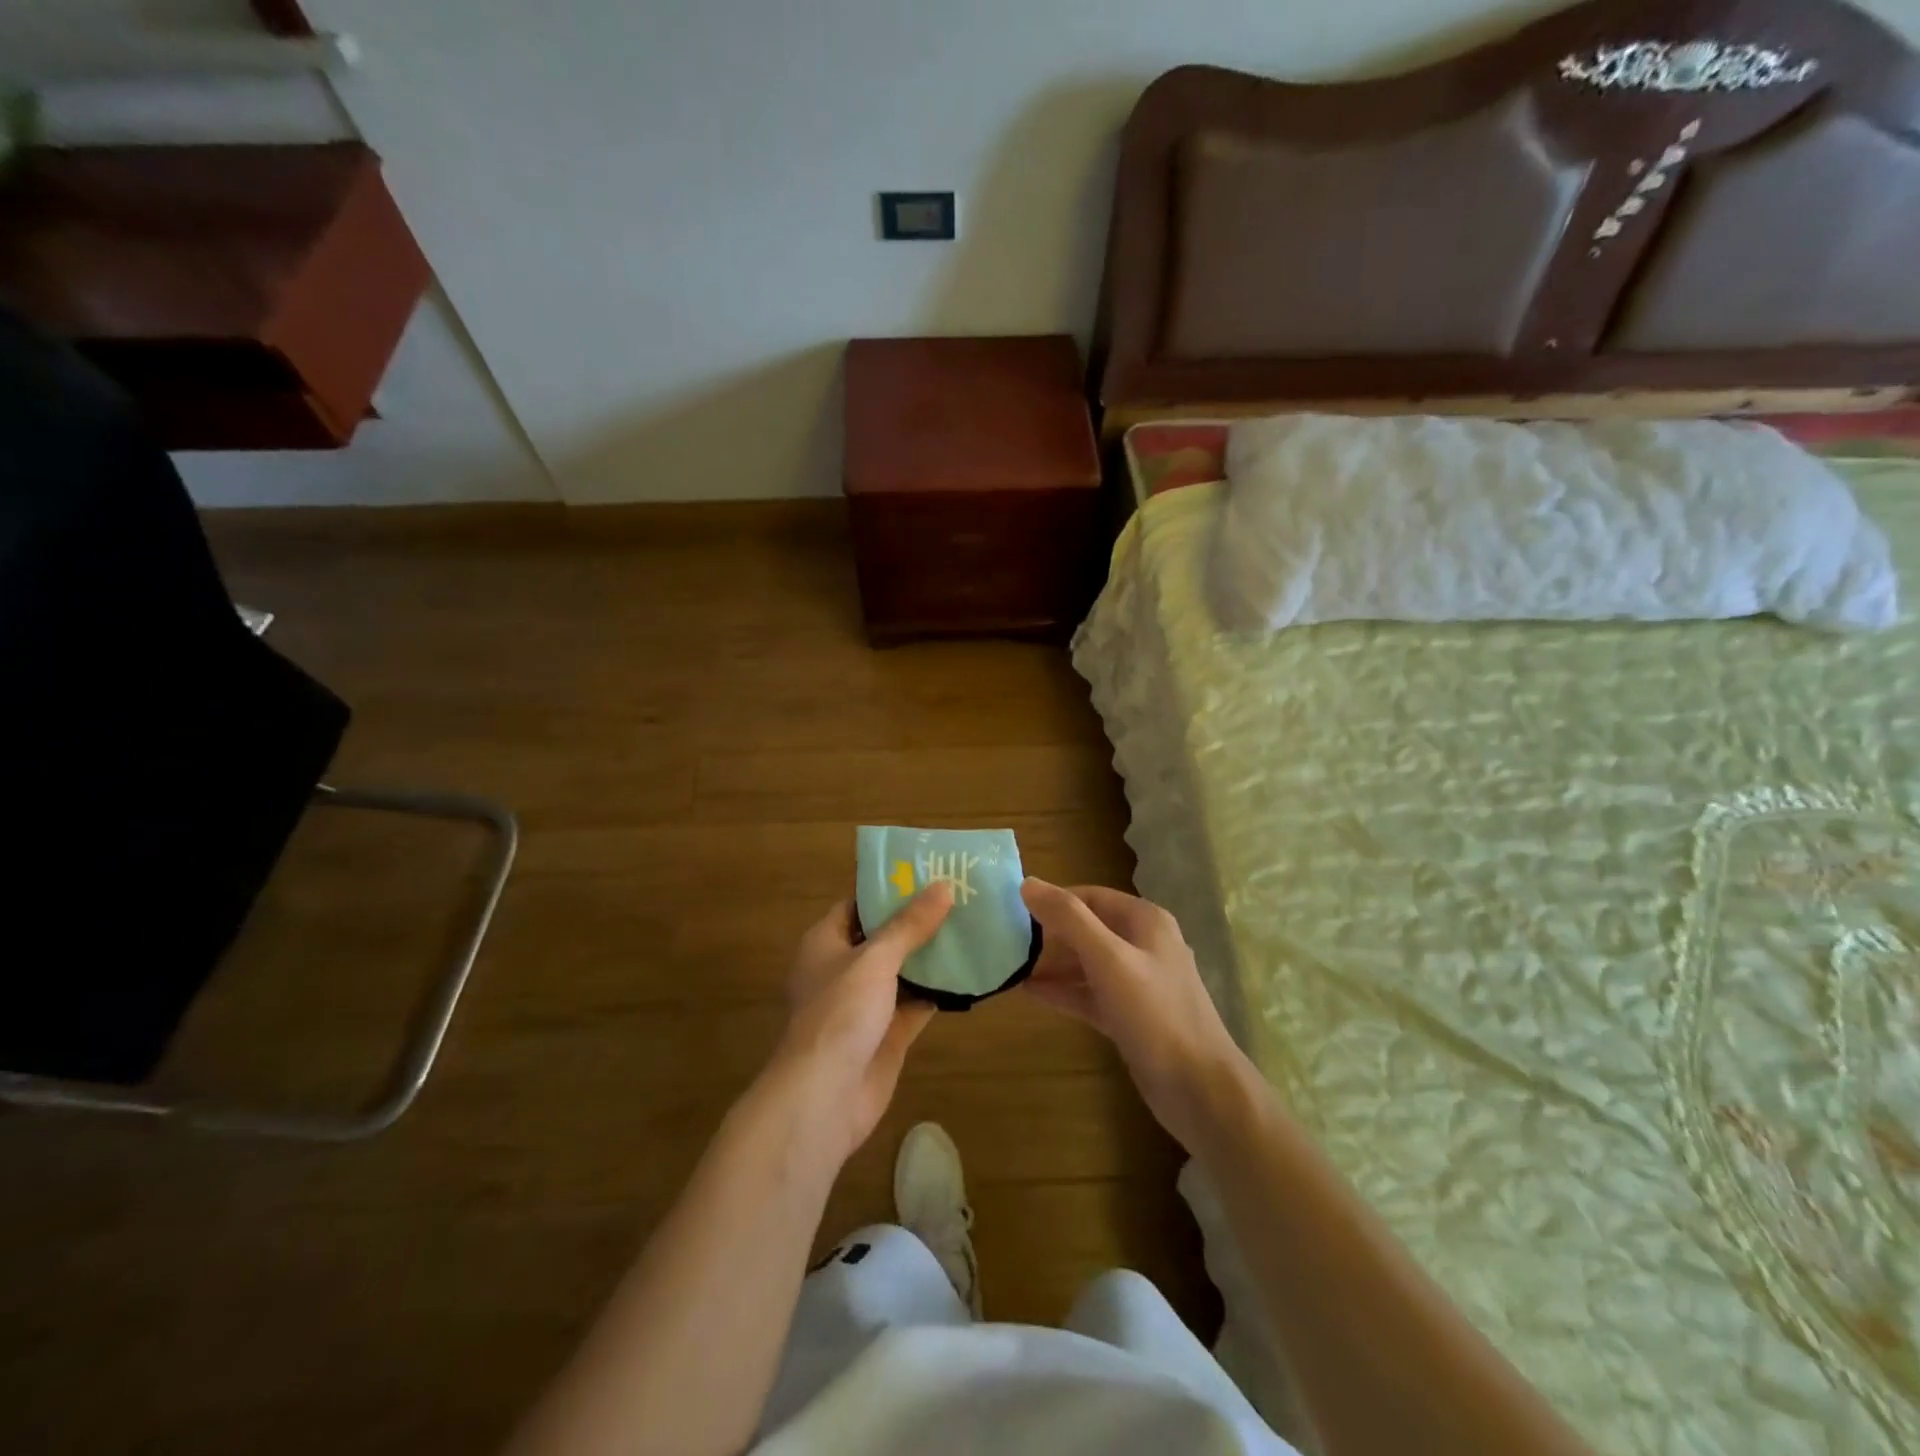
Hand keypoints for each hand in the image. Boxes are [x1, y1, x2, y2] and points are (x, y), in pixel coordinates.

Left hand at [771, 885, 952, 1162]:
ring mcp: (866, 1004)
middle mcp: (844, 969)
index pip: (858, 904)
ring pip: (903, 970)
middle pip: (884, 936)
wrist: (825, 1097)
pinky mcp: (887, 1033)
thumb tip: (943, 886)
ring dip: (932, 955)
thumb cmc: (839, 1014)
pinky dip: (938, 991)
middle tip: (961, 896)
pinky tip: (970, 973)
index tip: (927, 872)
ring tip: (972, 926)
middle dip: (918, 920)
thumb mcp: (875, 959)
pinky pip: (916, 1003)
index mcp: (826, 942)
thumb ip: (909, 925)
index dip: (889, 888)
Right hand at [1020, 879, 1250, 1150]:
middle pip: (1088, 928)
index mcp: (1145, 921)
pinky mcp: (1130, 1015)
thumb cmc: (1155, 1014)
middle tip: (1006, 940)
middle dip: (1049, 933)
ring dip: (1052, 963)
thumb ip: (1069, 919)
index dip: (1053, 900)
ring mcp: (1138, 982)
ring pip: (1087, 963)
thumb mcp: (1109, 959)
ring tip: (1010, 966)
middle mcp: (1143, 944)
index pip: (1090, 896)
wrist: (1199, 1088)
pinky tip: (1030, 993)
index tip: (1013, 909)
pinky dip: (1064, 991)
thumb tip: (1027, 883)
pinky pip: (1090, 994)